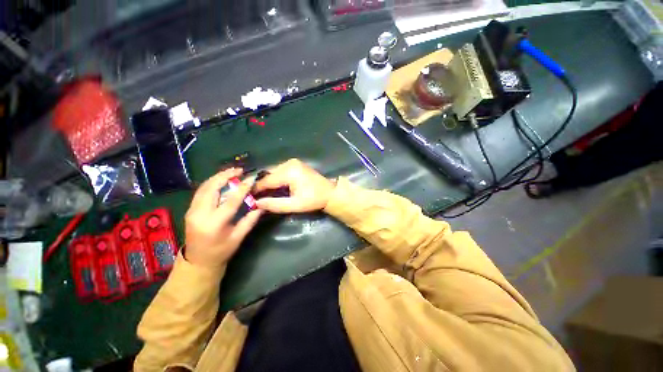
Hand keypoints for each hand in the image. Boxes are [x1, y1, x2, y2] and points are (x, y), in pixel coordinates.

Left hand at [184, 168, 261, 267]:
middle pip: (211, 188)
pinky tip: (220, 180)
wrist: (198, 262)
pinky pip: (201, 191)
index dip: (242, 188)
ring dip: (217, 177)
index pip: (230, 201)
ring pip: (204, 187)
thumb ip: (250, 220)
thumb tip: (261, 206)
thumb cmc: (221, 252)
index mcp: (214, 224)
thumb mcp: (238, 238)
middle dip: (225, 176)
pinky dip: (211, 183)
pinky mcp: (190, 210)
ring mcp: (191, 211)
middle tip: (239, 170)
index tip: (251, 178)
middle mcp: (200, 214)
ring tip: (231, 172)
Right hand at [253, 159, 335, 212]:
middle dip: (262, 185)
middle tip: (256, 197)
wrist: (329, 193)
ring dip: (269, 182)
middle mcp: (289, 163)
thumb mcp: (294, 205)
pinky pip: (280, 170)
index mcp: (289, 172)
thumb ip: (274, 204)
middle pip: (269, 174)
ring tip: (265, 194)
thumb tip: (256, 203)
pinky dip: (276, 178)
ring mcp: (293, 162)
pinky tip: (275, 187)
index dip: (256, 189)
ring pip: (273, 172)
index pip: (267, 180)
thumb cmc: (314, 200)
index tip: (248, 198)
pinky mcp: (295, 164)